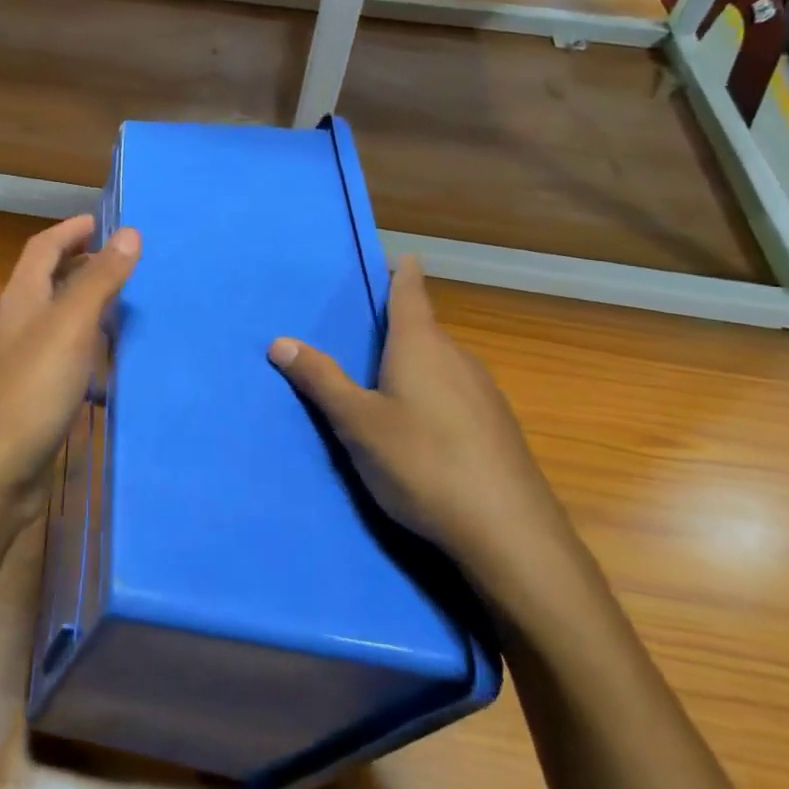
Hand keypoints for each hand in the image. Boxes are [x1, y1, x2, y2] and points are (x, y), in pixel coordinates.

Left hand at [0, 215, 139, 525]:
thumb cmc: (31, 390)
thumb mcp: (70, 326)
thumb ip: (99, 280)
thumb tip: (129, 231)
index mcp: (21, 298)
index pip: (43, 248)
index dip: (71, 230)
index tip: (105, 222)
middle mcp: (19, 324)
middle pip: (49, 281)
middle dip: (83, 264)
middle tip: (125, 261)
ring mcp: (24, 363)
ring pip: (59, 321)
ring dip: (88, 306)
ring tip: (128, 305)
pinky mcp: (34, 397)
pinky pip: (65, 358)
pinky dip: (89, 349)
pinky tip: (112, 364)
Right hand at [268, 255, 576, 602]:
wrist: (509, 532)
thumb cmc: (422, 462)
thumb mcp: (357, 422)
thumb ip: (320, 380)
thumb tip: (279, 341)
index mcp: (420, 345)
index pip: (411, 293)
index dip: (404, 273)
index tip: (402, 256)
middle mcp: (457, 358)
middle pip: (424, 330)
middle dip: (398, 329)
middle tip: (364, 336)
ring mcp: (484, 393)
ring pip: (441, 365)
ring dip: (415, 365)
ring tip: (385, 384)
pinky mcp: (498, 427)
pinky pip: (457, 393)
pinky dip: (434, 395)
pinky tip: (423, 430)